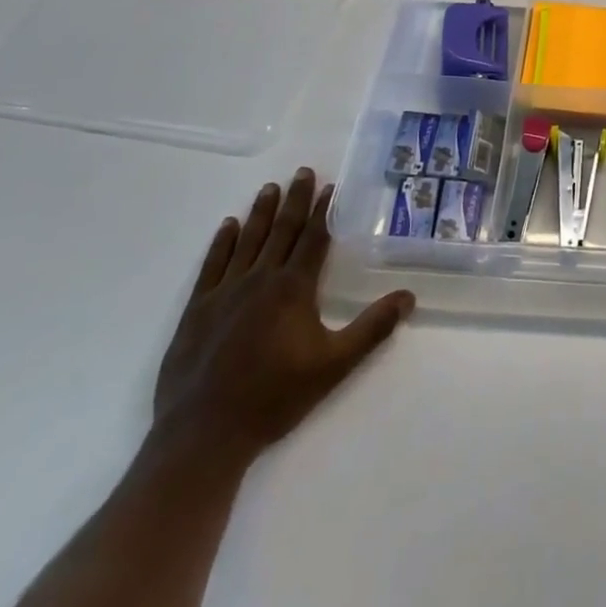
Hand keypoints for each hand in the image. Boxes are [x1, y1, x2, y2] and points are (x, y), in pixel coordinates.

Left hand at [153, 170, 414, 457]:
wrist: (203, 434)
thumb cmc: (274, 397)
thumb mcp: (334, 365)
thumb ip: (372, 328)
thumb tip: (408, 296)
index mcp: (293, 288)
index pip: (313, 238)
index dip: (324, 211)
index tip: (331, 186)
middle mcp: (260, 279)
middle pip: (282, 230)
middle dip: (295, 200)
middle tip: (302, 171)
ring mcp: (224, 292)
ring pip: (248, 241)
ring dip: (261, 212)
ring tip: (270, 188)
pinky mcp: (197, 310)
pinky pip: (212, 265)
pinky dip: (222, 242)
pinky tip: (228, 226)